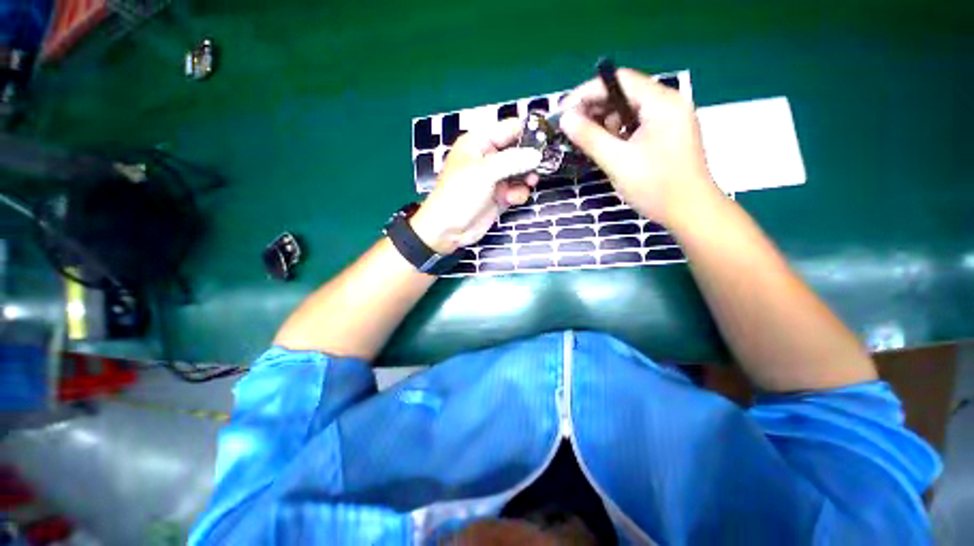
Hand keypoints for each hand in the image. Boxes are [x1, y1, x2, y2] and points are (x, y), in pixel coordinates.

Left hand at [411, 119, 540, 253]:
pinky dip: (517, 194)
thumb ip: (512, 160)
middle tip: (540, 166)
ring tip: (528, 183)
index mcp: (479, 143)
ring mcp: (494, 179)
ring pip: (520, 172)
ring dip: (525, 179)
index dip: (528, 133)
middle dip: (529, 160)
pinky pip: (516, 190)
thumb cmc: (460, 194)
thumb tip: (537, 155)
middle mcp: (488, 158)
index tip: (547, 140)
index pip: (509, 129)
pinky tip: (510, 200)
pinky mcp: (499, 197)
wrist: (449, 229)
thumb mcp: (485, 172)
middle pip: (518, 151)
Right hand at [560, 68, 721, 225]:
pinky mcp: (667, 135)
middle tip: (570, 128)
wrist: (690, 212)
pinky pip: (636, 125)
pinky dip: (618, 133)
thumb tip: (565, 119)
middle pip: (624, 94)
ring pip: (629, 111)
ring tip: (586, 142)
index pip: (619, 81)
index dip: (587, 92)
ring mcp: (669, 120)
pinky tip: (606, 148)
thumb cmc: (655, 186)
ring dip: (605, 123)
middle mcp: (668, 104)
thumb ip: (590, 137)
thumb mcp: (617, 161)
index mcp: (661, 102)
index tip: (563, 109)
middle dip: (594, 109)